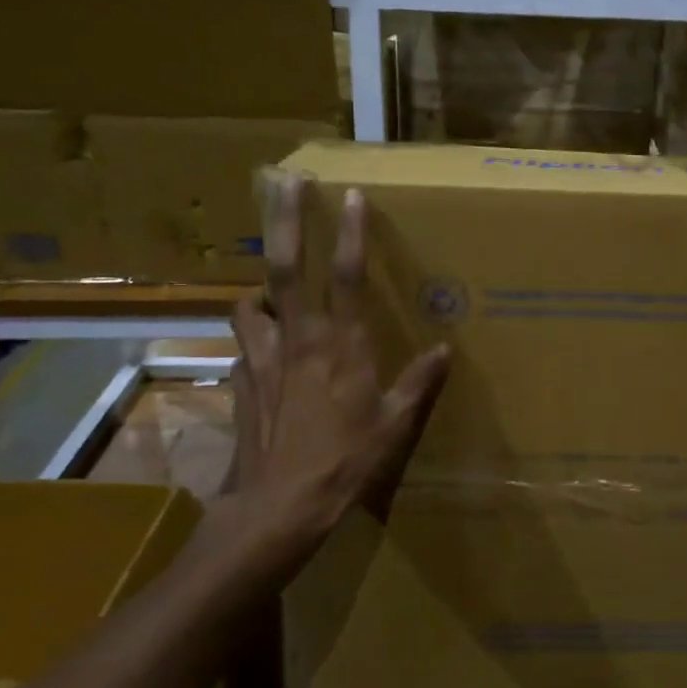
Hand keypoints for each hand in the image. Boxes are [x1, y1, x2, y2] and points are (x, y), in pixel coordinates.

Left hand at [228, 174, 449, 543]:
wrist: (279, 507)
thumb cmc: (346, 462)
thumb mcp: (395, 425)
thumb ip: (419, 382)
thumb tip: (446, 349)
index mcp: (342, 345)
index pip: (348, 276)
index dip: (350, 232)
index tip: (350, 194)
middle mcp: (298, 340)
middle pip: (285, 267)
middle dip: (285, 219)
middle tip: (284, 180)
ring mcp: (261, 360)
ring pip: (249, 304)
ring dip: (259, 289)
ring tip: (271, 289)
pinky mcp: (240, 383)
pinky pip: (244, 349)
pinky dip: (254, 342)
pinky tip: (264, 356)